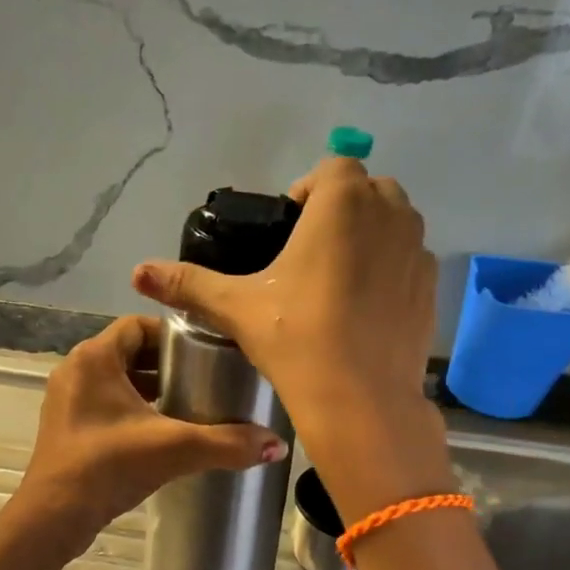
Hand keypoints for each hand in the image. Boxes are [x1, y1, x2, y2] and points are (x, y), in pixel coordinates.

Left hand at [14, 315, 288, 556]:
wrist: (54, 517)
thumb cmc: (108, 466)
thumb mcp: (174, 448)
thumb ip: (227, 443)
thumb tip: (277, 445)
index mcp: (95, 358)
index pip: (138, 325)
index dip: (173, 335)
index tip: (206, 352)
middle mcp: (76, 370)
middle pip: (129, 352)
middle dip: (167, 364)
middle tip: (206, 379)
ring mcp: (67, 400)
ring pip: (117, 380)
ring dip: (151, 388)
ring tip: (191, 404)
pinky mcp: (67, 427)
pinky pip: (105, 404)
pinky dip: (133, 410)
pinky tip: (161, 432)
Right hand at [131, 158, 449, 516]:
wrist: (361, 401)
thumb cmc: (297, 340)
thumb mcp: (237, 308)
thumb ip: (189, 283)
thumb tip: (138, 272)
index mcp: (344, 203)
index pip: (332, 168)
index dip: (307, 191)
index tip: (288, 228)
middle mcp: (390, 214)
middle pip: (368, 190)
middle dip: (341, 208)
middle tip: (309, 251)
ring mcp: (417, 251)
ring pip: (395, 222)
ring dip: (370, 234)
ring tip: (337, 277)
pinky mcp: (431, 288)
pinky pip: (410, 260)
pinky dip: (390, 268)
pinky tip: (364, 308)